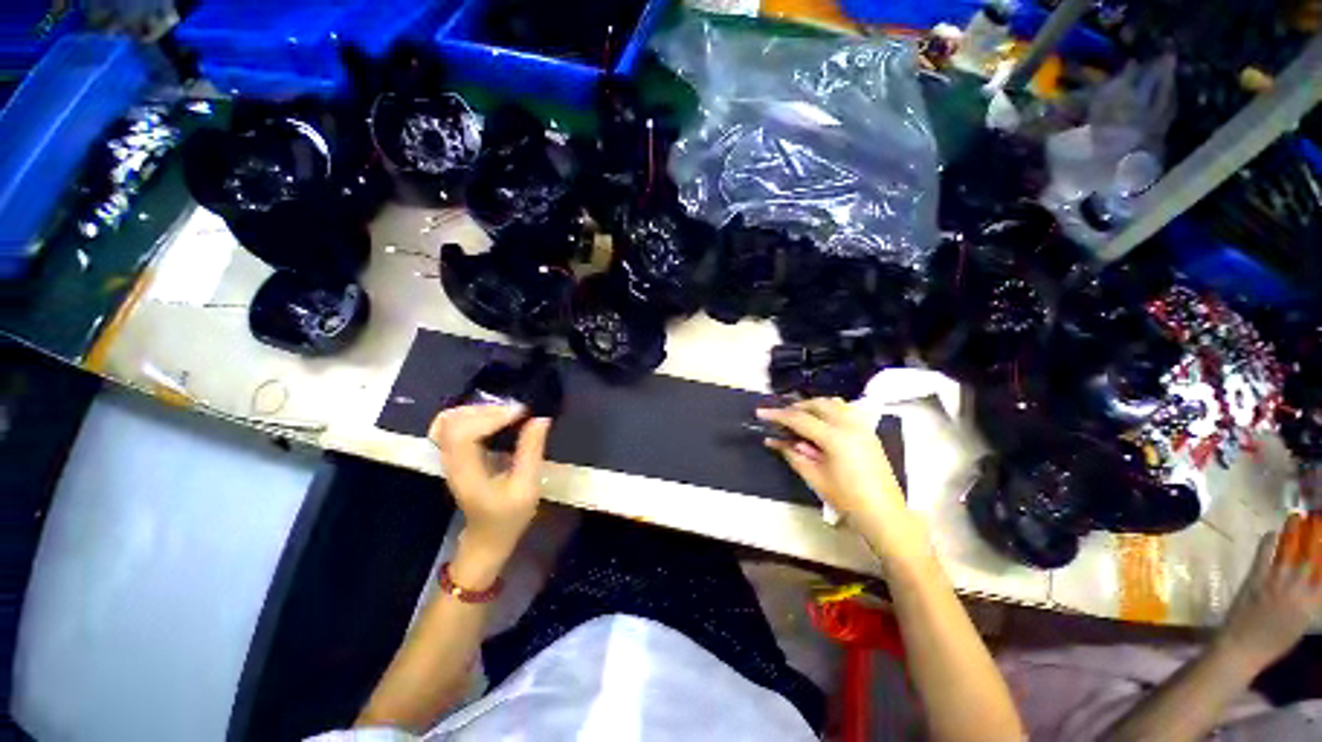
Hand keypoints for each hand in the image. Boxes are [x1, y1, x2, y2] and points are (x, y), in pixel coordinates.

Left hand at [429, 405, 550, 560]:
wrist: (487, 538)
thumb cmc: (509, 517)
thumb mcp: (527, 488)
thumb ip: (531, 451)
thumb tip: (540, 418)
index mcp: (466, 473)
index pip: (464, 434)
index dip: (491, 417)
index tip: (522, 413)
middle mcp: (451, 462)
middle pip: (454, 422)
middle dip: (488, 410)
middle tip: (519, 412)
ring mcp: (450, 458)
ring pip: (451, 420)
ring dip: (480, 411)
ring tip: (509, 413)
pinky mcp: (456, 455)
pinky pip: (456, 426)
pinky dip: (474, 415)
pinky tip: (496, 418)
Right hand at [757, 398, 925, 562]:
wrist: (884, 514)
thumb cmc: (847, 499)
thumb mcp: (814, 477)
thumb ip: (792, 454)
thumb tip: (773, 440)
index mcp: (835, 438)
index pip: (800, 419)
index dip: (778, 415)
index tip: (760, 412)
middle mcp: (849, 425)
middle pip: (818, 404)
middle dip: (796, 407)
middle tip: (780, 416)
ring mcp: (862, 427)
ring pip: (834, 403)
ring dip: (813, 405)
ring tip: (799, 416)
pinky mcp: (868, 432)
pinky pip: (845, 410)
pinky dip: (829, 409)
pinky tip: (821, 421)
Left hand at [1216, 515, 1321, 673]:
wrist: (1241, 649)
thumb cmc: (1272, 642)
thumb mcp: (1301, 625)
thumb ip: (1309, 603)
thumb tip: (1315, 584)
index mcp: (1310, 605)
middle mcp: (1296, 590)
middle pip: (1310, 558)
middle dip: (1317, 537)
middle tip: (1319, 521)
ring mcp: (1274, 583)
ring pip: (1288, 551)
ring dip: (1294, 533)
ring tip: (1299, 516)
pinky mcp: (1254, 579)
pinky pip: (1263, 555)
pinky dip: (1268, 542)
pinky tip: (1271, 532)